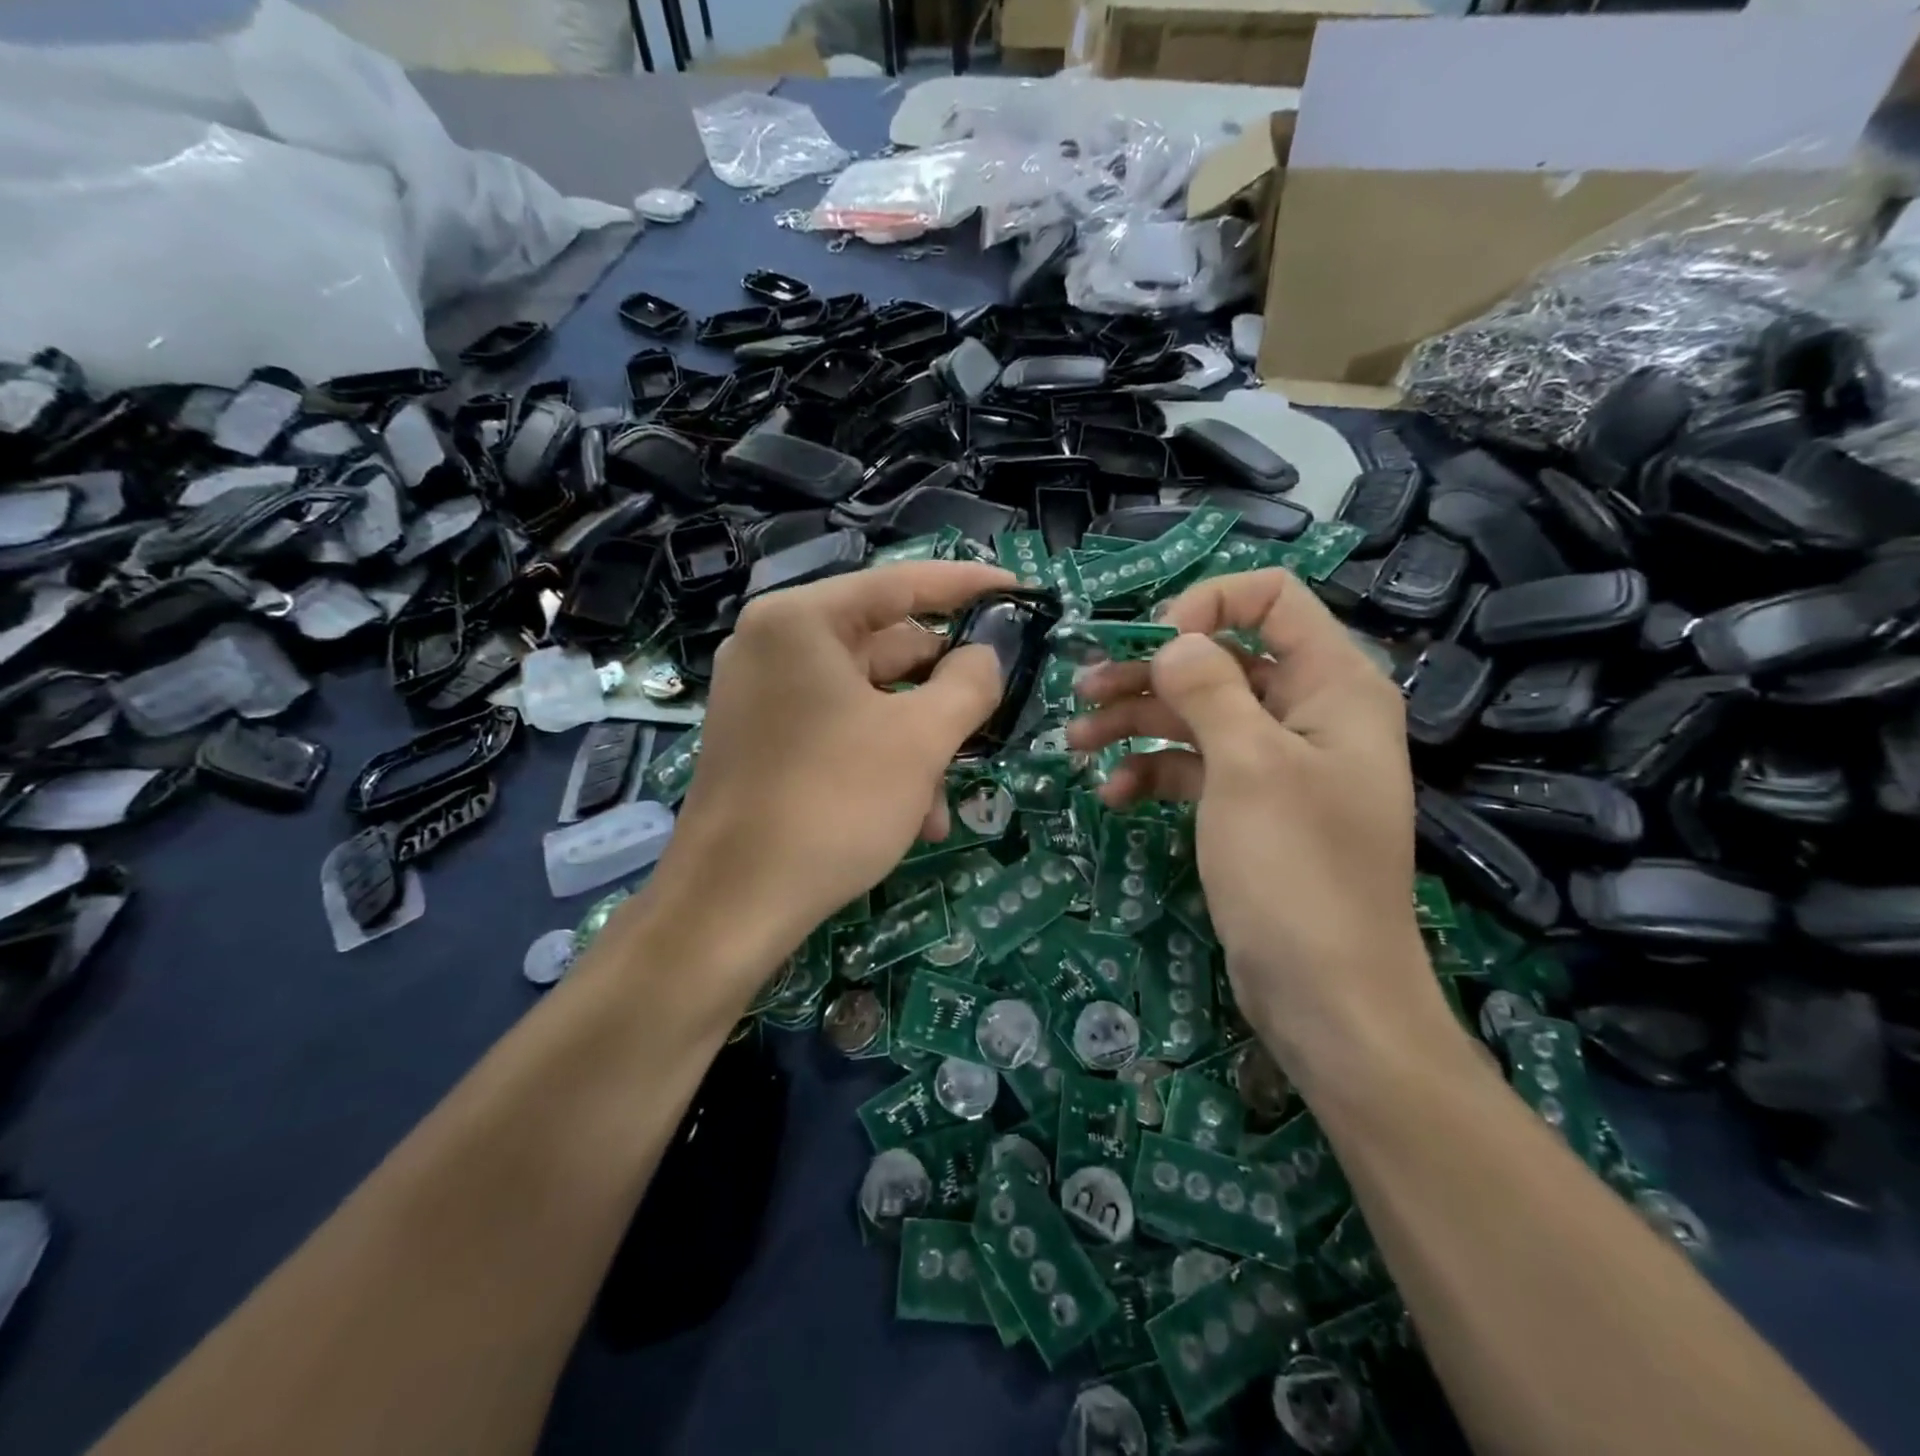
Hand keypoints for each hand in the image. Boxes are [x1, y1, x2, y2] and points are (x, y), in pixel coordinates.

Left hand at [649, 562, 1013, 981]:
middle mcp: (774, 647)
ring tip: (947, 801)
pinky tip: (914, 819)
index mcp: (802, 622)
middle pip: (885, 649)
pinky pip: (839, 734)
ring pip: (868, 702)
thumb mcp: (920, 739)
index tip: (1020, 590)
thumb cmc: (833, 803)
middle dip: (943, 692)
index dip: (968, 586)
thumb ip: (969, 683)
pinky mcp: (762, 744)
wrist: (732, 905)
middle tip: (994, 713)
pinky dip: (881, 764)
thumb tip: (985, 656)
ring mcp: (763, 698)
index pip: (901, 585)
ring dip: (918, 745)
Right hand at [1067, 569, 1448, 1078]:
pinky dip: (1154, 770)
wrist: (1327, 996)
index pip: (1271, 598)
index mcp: (1332, 685)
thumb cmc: (1296, 871)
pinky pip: (1195, 766)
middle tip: (1082, 689)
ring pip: (1198, 713)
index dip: (1207, 606)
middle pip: (1221, 658)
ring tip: (1077, 740)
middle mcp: (1307, 712)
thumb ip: (1209, 689)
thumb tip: (1172, 642)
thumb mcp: (1249, 767)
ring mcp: (1276, 762)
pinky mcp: (1249, 805)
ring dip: (1137, 720)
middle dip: (1150, 671)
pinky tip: (1115, 793)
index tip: (1151, 646)